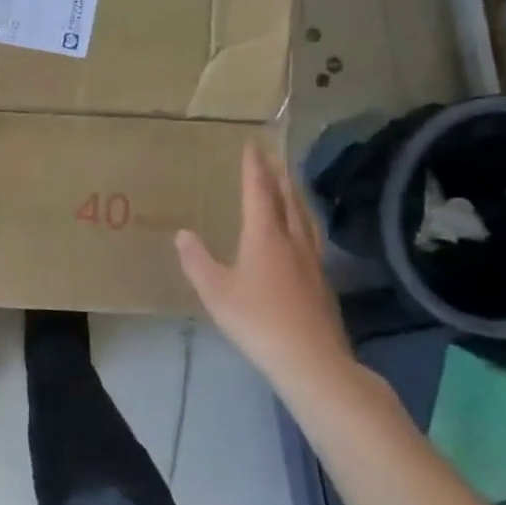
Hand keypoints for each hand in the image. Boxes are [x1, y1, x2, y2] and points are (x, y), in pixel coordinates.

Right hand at [176, 141, 353, 391]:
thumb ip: (197, 260)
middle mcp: (292, 240)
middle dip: (278, 175)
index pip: (258, 192)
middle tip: (273, 157)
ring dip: (295, 196)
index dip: (254, 168)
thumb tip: (183, 233)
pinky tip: (301, 233)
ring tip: (289, 185)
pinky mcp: (322, 281)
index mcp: (264, 236)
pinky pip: (311, 236)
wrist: (311, 359)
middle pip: (288, 199)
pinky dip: (303, 221)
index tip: (253, 145)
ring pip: (304, 217)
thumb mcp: (215, 291)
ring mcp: (312, 261)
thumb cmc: (257, 320)